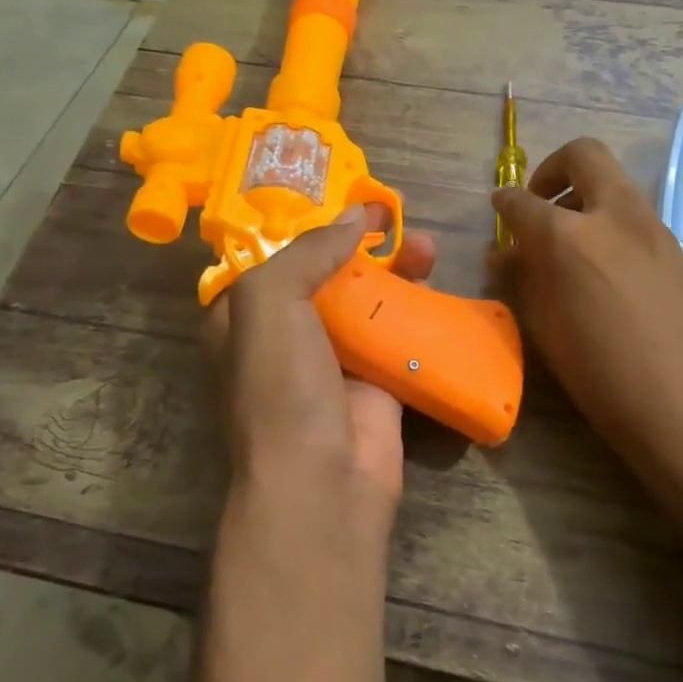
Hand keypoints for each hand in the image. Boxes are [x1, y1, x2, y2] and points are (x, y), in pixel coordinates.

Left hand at [207, 205, 436, 527]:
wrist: (323, 483)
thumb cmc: (282, 388)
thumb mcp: (270, 304)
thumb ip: (307, 252)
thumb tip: (354, 217)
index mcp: (244, 317)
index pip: (275, 257)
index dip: (308, 224)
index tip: (346, 198)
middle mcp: (286, 335)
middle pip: (327, 273)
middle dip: (359, 242)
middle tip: (393, 214)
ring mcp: (334, 360)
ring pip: (368, 299)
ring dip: (396, 269)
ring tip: (428, 245)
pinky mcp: (377, 381)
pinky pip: (399, 333)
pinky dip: (418, 308)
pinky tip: (437, 285)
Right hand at [493, 139, 682, 480]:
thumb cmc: (603, 379)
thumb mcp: (546, 331)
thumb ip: (526, 281)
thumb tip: (510, 255)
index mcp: (568, 237)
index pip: (523, 201)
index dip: (504, 202)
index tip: (498, 208)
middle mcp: (613, 215)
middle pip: (582, 156)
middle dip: (553, 169)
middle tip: (540, 204)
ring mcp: (654, 227)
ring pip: (615, 183)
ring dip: (585, 196)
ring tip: (568, 243)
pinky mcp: (678, 248)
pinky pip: (635, 216)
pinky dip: (610, 223)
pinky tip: (604, 269)